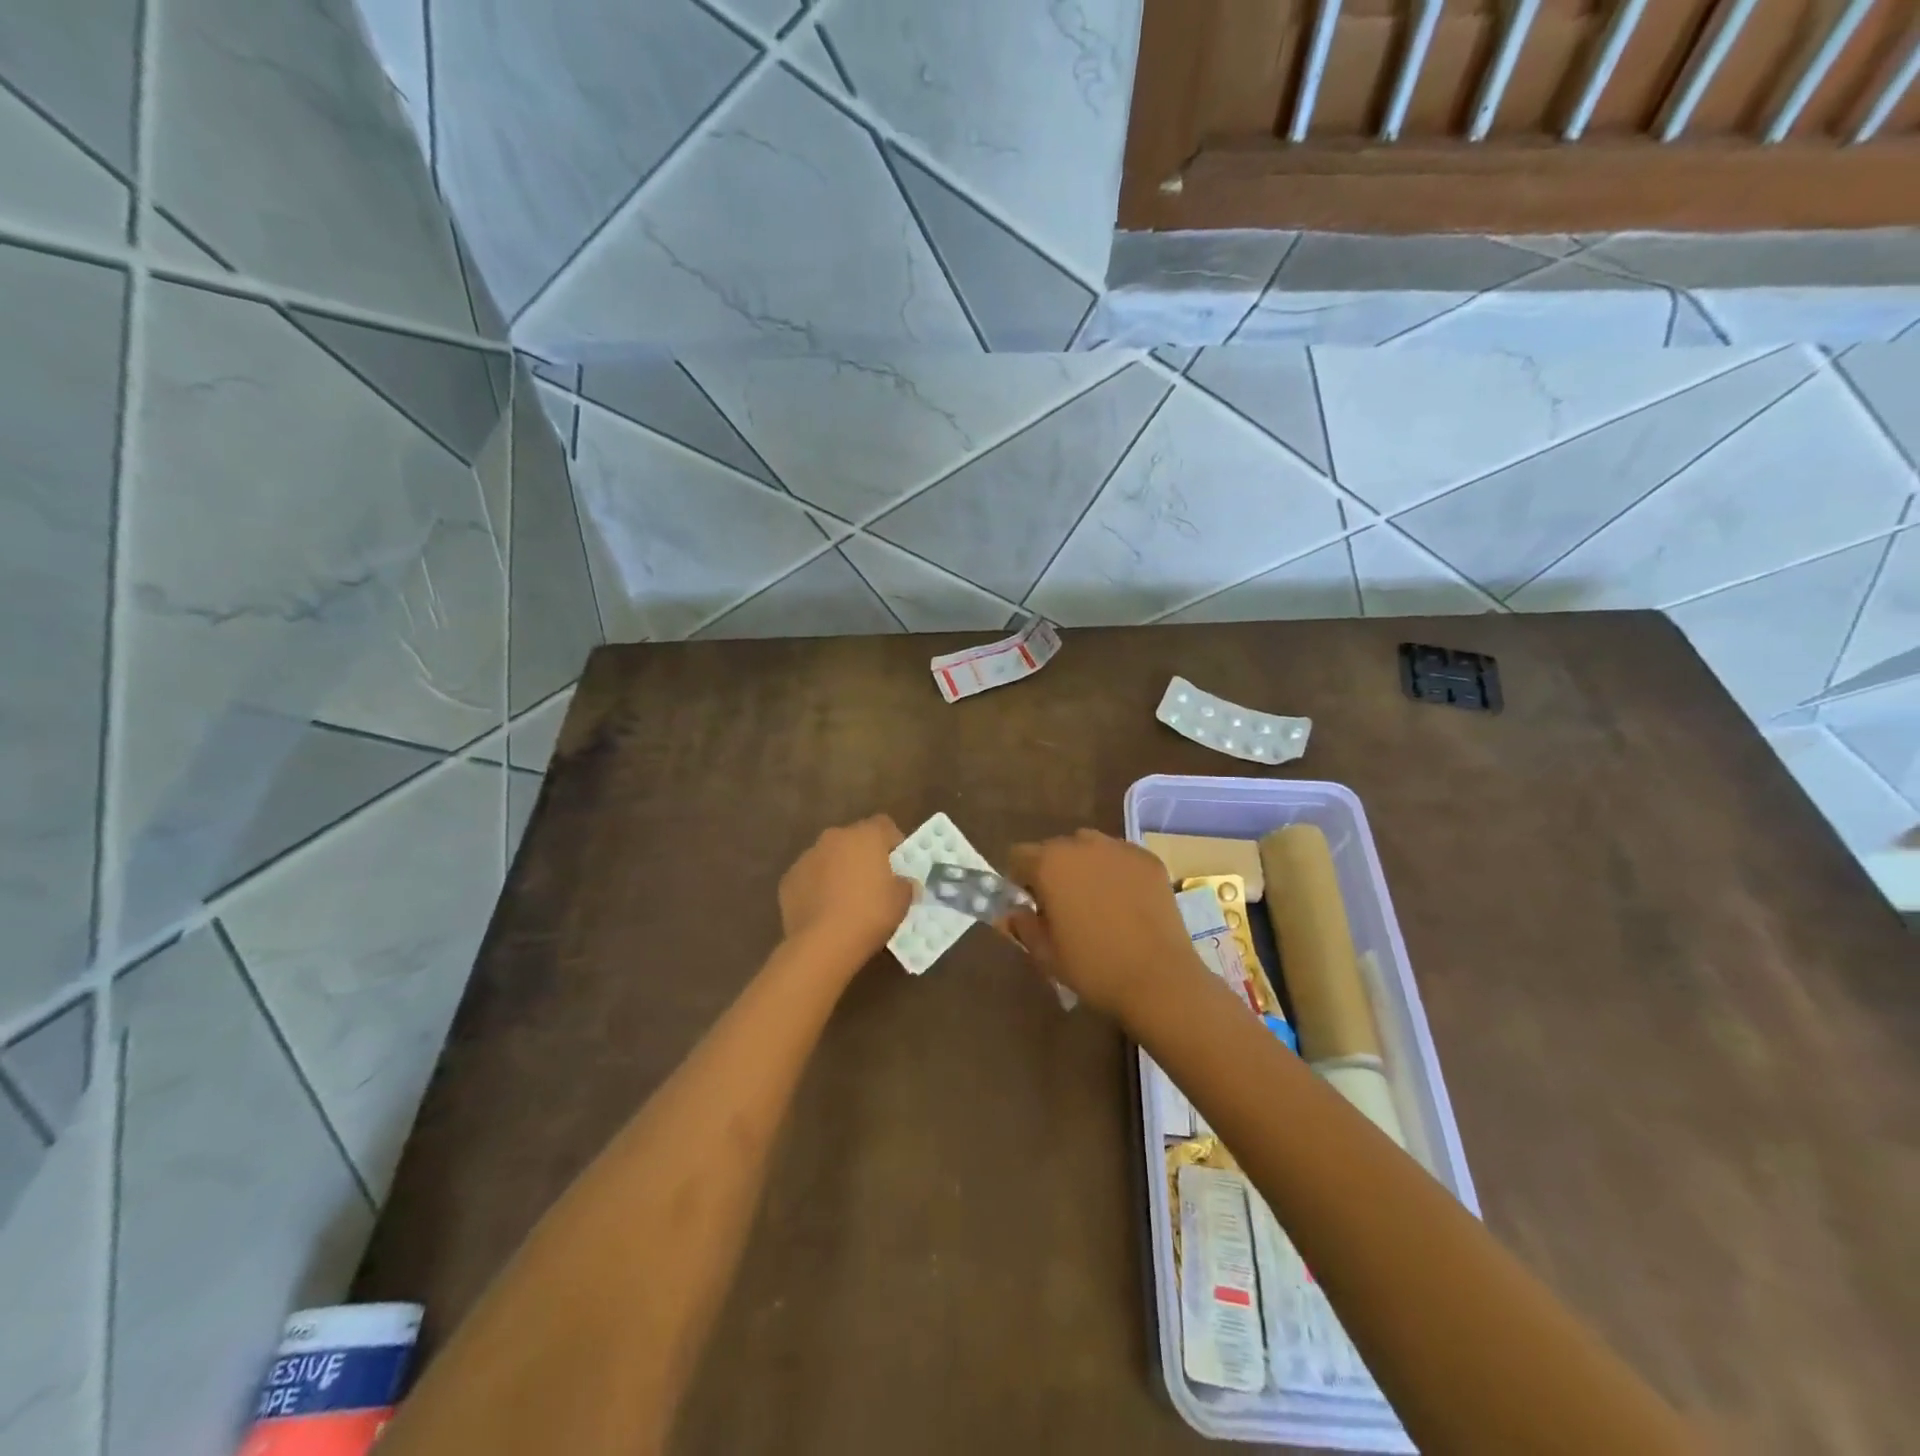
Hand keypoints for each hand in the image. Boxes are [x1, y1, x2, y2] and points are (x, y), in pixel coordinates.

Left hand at [778, 815, 914, 968]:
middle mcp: (834, 838)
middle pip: (854, 839)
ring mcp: (807, 857)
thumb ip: (905, 884)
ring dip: (838, 871)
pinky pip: (809, 878)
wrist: (823, 944)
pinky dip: (817, 888)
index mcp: (865, 835)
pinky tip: (824, 912)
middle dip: (863, 856)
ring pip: (829, 857)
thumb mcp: (902, 900)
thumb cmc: (870, 914)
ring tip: (846, 901)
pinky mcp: (788, 880)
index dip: (893, 842)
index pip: (884, 825)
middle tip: (873, 884)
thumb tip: (902, 883)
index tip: (898, 865)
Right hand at [1006, 830, 1200, 1021]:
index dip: (1019, 880)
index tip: (1030, 905)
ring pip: (1090, 848)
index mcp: (1050, 863)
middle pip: (1055, 849)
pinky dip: (1116, 872)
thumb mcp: (1046, 954)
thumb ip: (1021, 926)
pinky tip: (1127, 903)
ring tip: (1097, 902)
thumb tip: (1010, 914)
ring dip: (1085, 867)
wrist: (1159, 979)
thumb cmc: (1093, 968)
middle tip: (1063, 907)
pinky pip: (1121, 858)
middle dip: (1053, 872)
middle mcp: (1082, 844)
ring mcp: (1120, 849)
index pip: (1018, 856)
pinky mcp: (1148, 860)